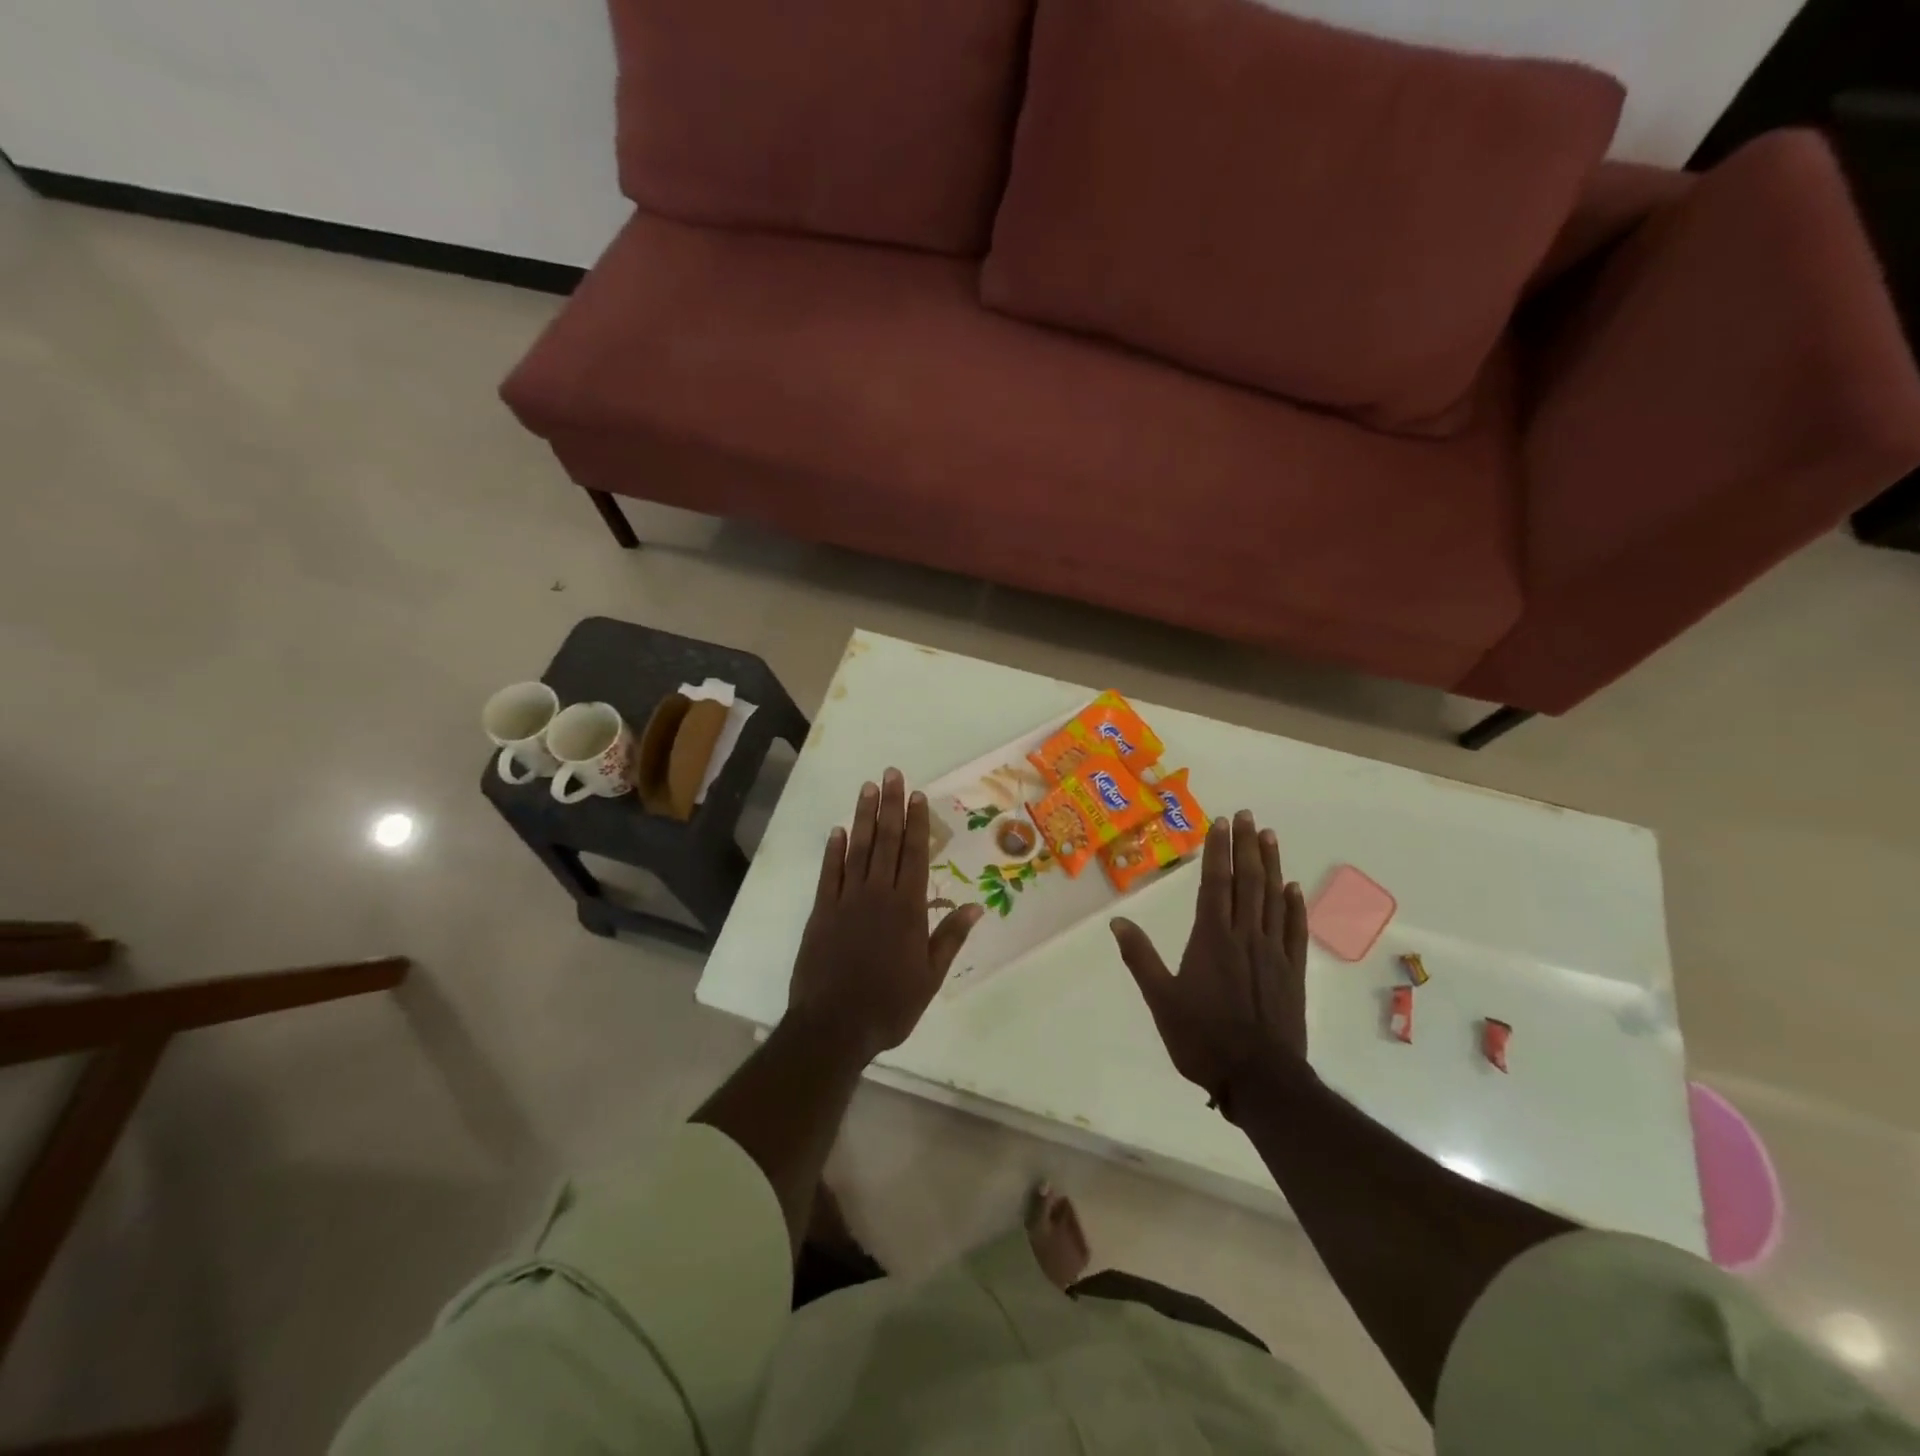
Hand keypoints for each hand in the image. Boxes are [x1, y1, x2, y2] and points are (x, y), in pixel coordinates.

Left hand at [787, 768, 984, 1062]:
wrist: (834, 1026)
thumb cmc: (889, 1004)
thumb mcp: (930, 976)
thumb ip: (950, 937)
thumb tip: (976, 906)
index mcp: (907, 908)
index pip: (914, 854)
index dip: (916, 822)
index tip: (917, 794)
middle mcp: (878, 894)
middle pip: (886, 841)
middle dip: (890, 806)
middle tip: (891, 774)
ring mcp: (847, 900)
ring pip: (858, 849)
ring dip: (863, 817)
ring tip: (867, 788)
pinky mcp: (822, 912)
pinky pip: (829, 873)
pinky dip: (834, 850)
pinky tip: (838, 830)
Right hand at [1110, 811, 1308, 1105]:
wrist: (1260, 1079)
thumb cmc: (1202, 1038)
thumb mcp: (1160, 999)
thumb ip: (1140, 957)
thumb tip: (1117, 920)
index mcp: (1211, 938)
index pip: (1215, 883)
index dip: (1218, 850)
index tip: (1221, 822)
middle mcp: (1245, 936)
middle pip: (1247, 881)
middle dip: (1246, 846)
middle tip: (1246, 815)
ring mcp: (1273, 953)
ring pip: (1273, 898)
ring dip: (1271, 864)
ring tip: (1269, 836)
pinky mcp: (1293, 972)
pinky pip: (1295, 930)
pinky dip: (1294, 905)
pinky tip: (1292, 888)